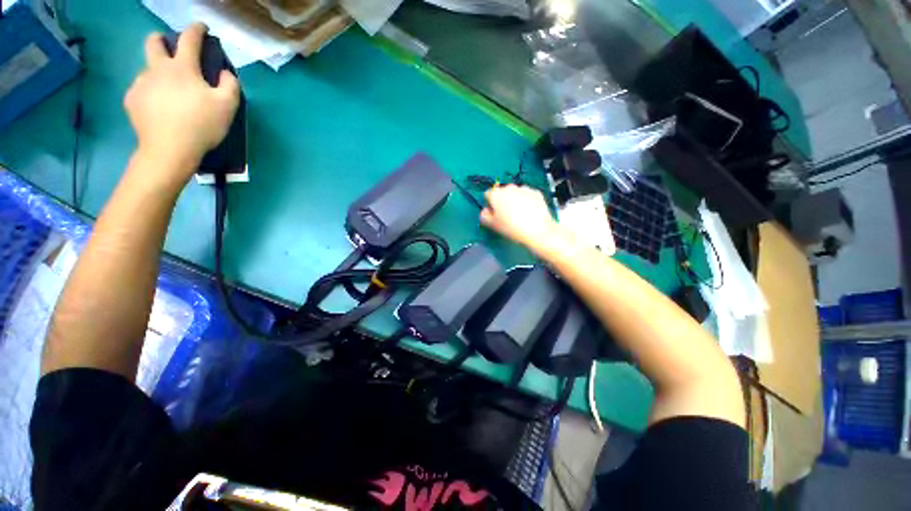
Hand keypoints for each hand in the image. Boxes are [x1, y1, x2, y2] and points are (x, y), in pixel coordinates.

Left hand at [124, 23, 239, 185]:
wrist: (169, 150)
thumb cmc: (201, 125)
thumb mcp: (228, 107)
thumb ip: (229, 85)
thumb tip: (224, 73)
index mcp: (182, 67)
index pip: (189, 39)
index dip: (196, 29)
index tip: (201, 28)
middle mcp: (158, 69)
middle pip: (153, 42)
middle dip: (162, 39)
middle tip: (171, 52)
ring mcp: (141, 83)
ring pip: (148, 70)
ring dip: (160, 75)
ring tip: (171, 96)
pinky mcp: (131, 100)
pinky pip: (142, 90)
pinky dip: (152, 94)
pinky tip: (160, 109)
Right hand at [480, 184, 566, 252]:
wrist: (538, 230)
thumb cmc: (511, 228)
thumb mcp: (493, 225)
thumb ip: (484, 216)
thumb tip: (485, 211)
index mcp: (496, 194)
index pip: (487, 194)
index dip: (489, 204)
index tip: (493, 213)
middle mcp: (509, 187)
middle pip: (502, 192)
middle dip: (502, 201)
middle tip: (506, 215)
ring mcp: (524, 188)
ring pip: (515, 193)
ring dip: (514, 200)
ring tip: (519, 214)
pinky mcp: (536, 192)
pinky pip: (527, 195)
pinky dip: (526, 201)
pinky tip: (529, 212)